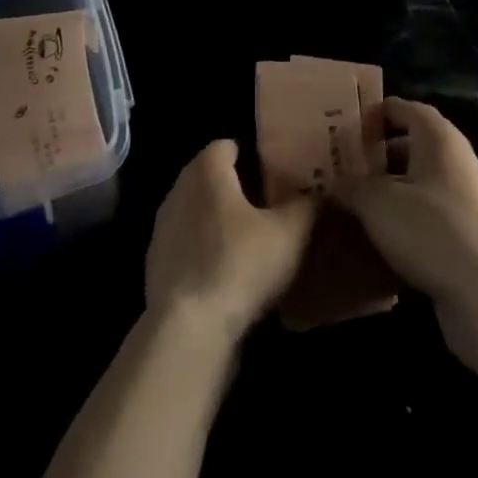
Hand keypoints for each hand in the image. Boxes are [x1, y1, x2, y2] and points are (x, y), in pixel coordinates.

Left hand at [144, 140, 317, 346]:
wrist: (187, 332)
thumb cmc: (240, 264)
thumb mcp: (290, 233)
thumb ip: (308, 205)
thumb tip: (320, 194)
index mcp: (206, 170)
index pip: (228, 145)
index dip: (254, 155)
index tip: (278, 173)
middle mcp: (178, 189)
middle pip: (212, 178)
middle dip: (239, 188)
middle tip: (272, 206)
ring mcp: (163, 229)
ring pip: (198, 213)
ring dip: (221, 223)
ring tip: (254, 243)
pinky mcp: (157, 267)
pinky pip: (188, 247)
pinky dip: (206, 253)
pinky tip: (230, 276)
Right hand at [340, 98, 477, 367]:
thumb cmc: (431, 229)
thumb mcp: (378, 203)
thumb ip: (351, 187)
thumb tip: (333, 183)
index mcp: (437, 137)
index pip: (404, 108)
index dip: (375, 113)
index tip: (347, 128)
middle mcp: (455, 160)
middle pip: (412, 146)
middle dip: (378, 155)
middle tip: (344, 167)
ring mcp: (466, 199)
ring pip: (419, 184)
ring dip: (390, 191)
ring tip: (355, 205)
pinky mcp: (469, 236)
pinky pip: (429, 216)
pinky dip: (405, 221)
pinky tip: (380, 240)